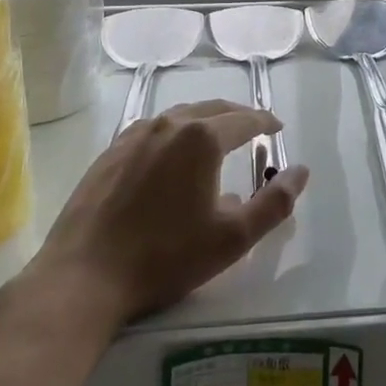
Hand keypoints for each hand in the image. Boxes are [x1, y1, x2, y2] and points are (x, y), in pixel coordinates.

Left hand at [29, 101, 310, 328]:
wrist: (84, 276)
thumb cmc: (165, 257)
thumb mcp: (232, 238)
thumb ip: (274, 202)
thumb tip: (301, 171)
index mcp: (202, 138)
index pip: (244, 120)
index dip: (265, 122)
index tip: (277, 129)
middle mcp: (168, 124)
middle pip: (212, 109)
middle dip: (237, 116)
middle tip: (254, 128)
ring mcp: (134, 135)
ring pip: (179, 116)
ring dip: (204, 121)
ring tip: (216, 137)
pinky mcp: (110, 151)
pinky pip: (152, 129)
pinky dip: (173, 132)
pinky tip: (171, 153)